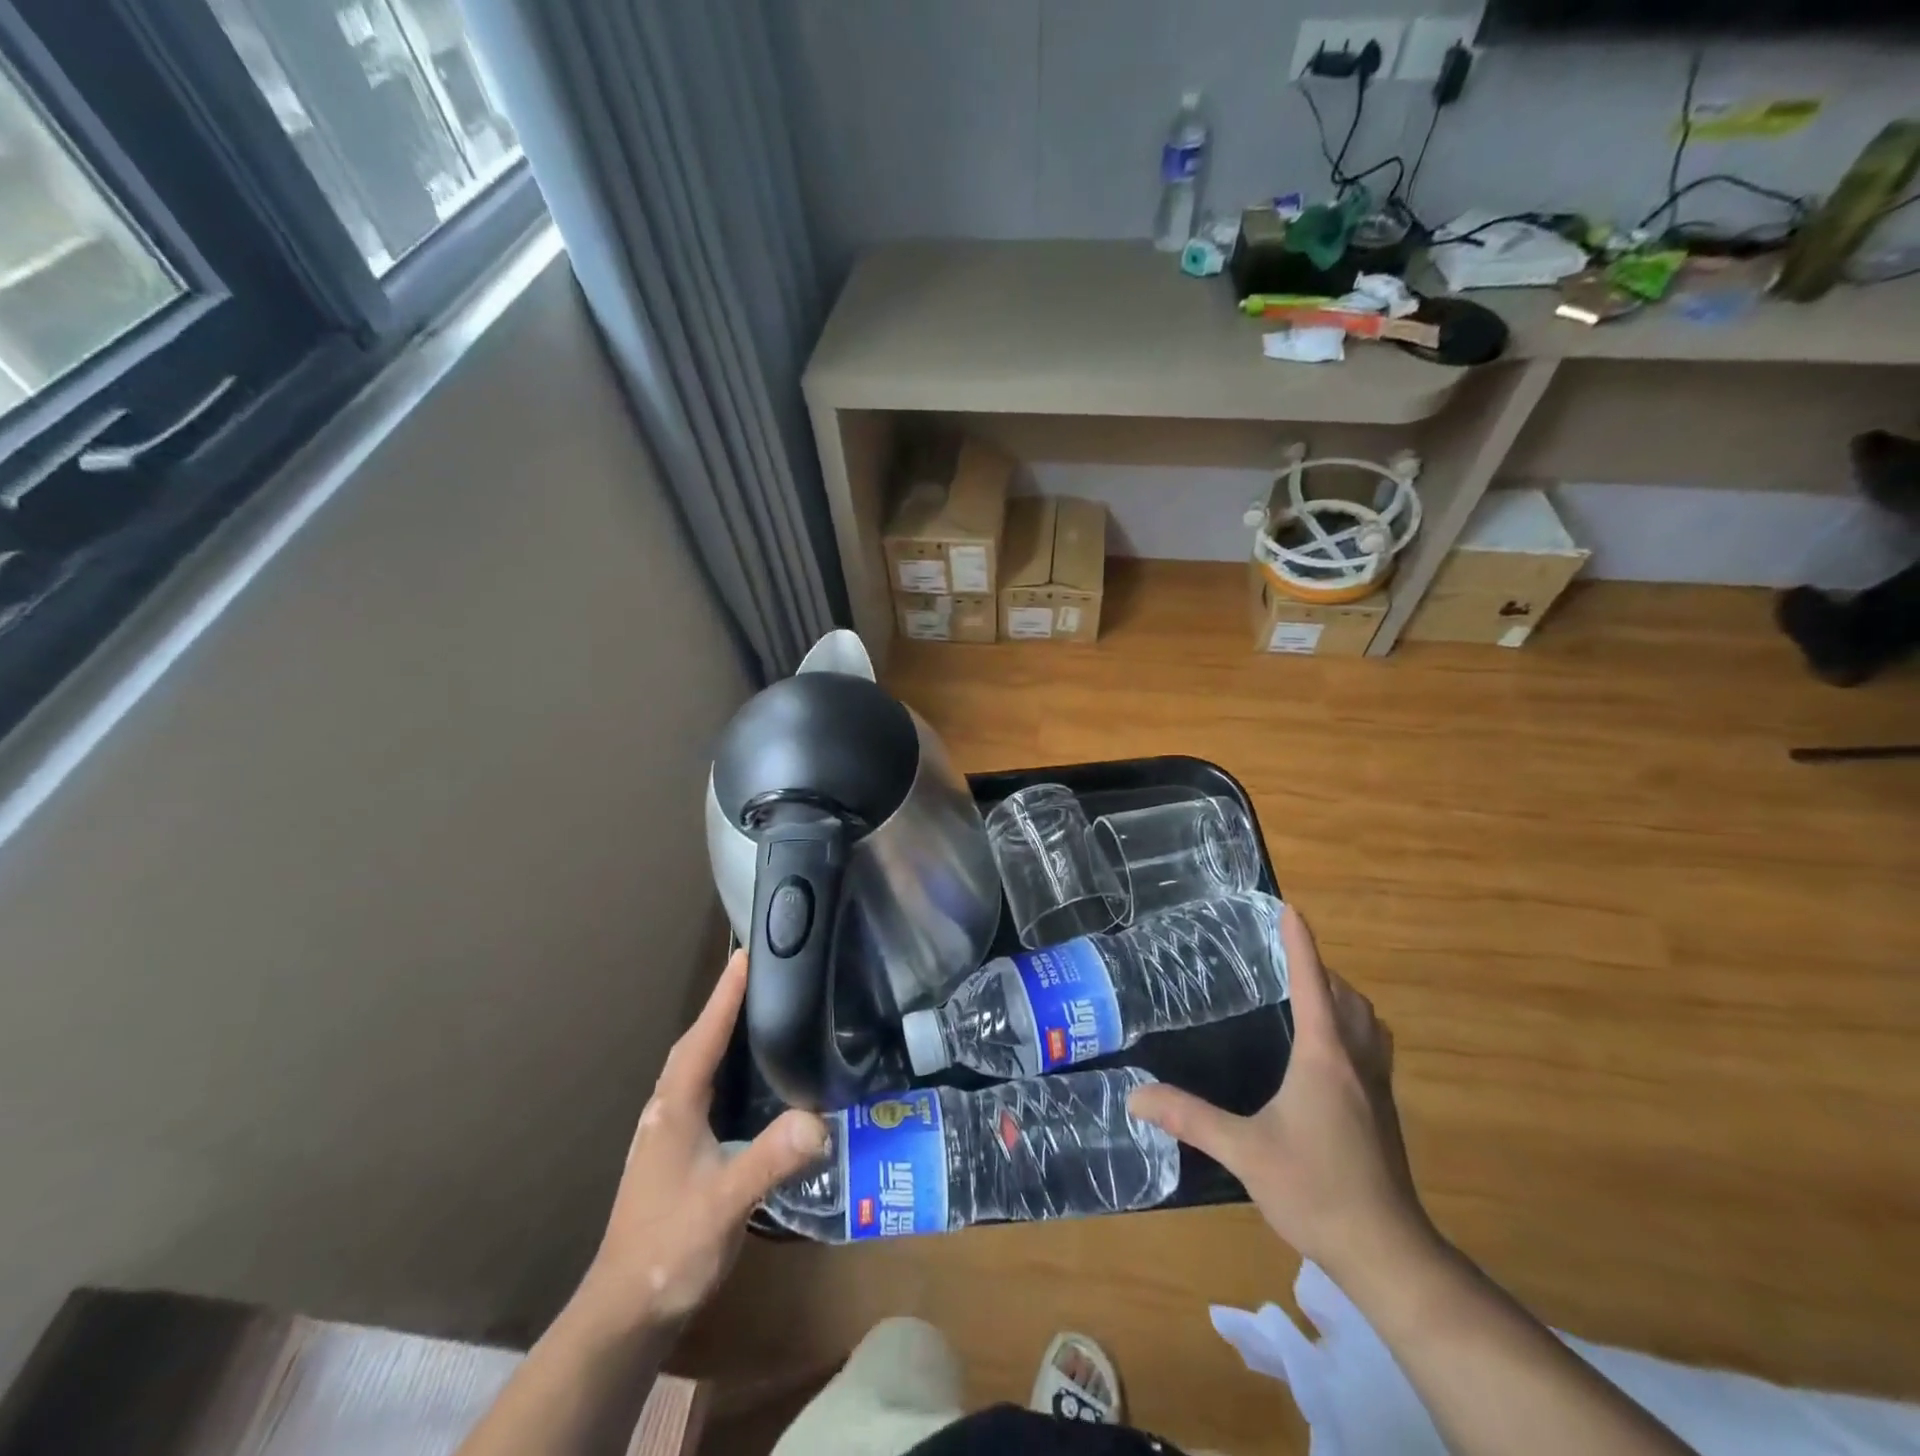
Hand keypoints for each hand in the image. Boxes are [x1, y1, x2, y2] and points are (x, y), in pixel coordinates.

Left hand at [572, 951, 827, 1333]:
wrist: (626, 1310)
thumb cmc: (671, 1248)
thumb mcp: (724, 1204)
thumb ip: (768, 1161)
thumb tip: (819, 1120)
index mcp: (675, 1106)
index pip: (704, 1037)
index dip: (725, 995)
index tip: (746, 953)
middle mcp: (667, 1108)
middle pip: (696, 1042)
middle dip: (723, 1004)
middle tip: (758, 972)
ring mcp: (668, 1130)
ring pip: (696, 1064)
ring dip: (720, 1031)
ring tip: (756, 1009)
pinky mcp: (676, 1149)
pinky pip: (702, 1086)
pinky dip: (721, 1064)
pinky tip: (746, 1075)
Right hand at [1128, 906, 1436, 1291]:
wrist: (1388, 1252)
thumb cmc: (1316, 1190)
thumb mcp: (1244, 1152)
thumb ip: (1190, 1118)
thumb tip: (1135, 1096)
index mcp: (1323, 1058)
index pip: (1312, 984)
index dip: (1300, 944)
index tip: (1289, 909)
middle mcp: (1356, 1062)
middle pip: (1347, 998)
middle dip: (1321, 969)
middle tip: (1288, 957)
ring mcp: (1377, 1089)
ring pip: (1370, 1023)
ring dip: (1344, 999)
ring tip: (1312, 995)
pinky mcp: (1384, 1113)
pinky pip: (1375, 1049)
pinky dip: (1355, 1029)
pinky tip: (1331, 1053)